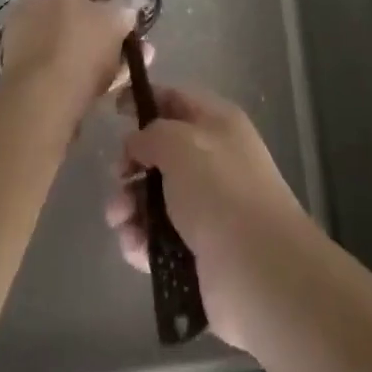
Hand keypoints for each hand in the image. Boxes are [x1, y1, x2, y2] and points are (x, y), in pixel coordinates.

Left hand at [0, 0, 136, 121]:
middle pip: (74, 6)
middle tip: (123, 32)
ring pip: (66, 35)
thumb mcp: (116, 23)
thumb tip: (126, 11)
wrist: (39, 99)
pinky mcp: (18, 65)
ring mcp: (23, 33)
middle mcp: (34, 0)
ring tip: (120, 62)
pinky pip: (55, 58)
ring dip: (90, 45)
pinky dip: (76, 64)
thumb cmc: (80, 48)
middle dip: (101, 19)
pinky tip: (100, 81)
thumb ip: (124, 12)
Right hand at [106, 84, 316, 351]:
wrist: (258, 270)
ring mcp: (208, 208)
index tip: (113, 110)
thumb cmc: (219, 191)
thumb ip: (151, 135)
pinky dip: (142, 240)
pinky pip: (160, 237)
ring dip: (131, 205)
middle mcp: (214, 160)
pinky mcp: (199, 251)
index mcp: (218, 124)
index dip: (145, 101)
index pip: (176, 100)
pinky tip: (132, 246)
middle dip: (132, 164)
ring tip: (119, 220)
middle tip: (118, 178)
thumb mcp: (179, 145)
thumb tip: (137, 143)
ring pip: (157, 197)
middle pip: (162, 153)